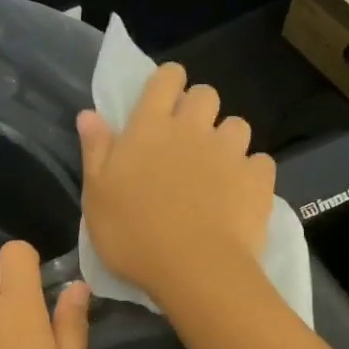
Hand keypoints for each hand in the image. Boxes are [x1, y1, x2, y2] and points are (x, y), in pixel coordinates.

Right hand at [79, 62, 274, 306]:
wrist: (193, 269)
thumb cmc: (133, 235)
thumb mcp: (96, 196)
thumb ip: (95, 151)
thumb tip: (89, 113)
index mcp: (149, 128)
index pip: (166, 79)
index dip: (168, 82)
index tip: (164, 100)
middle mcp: (192, 129)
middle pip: (206, 94)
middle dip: (199, 108)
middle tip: (187, 140)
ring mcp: (229, 152)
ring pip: (237, 125)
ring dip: (227, 140)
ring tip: (217, 169)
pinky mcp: (258, 178)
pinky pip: (260, 162)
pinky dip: (251, 173)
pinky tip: (240, 194)